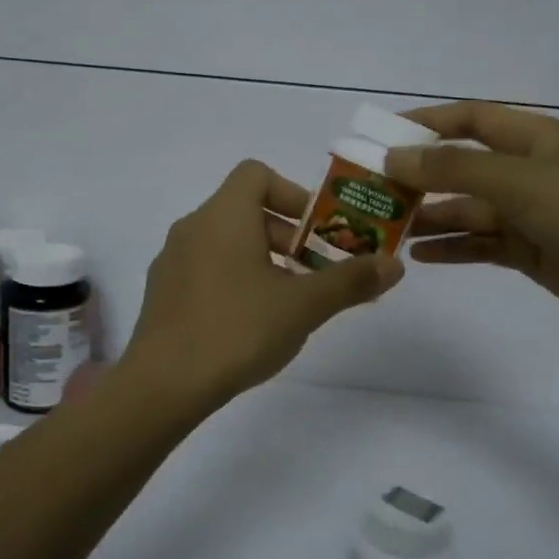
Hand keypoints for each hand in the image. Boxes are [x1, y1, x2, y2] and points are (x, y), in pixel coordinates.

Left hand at [122, 160, 403, 405]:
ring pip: (227, 243)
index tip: (318, 231)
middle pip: (246, 211)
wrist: (163, 384)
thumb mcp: (303, 305)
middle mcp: (193, 227)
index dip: (293, 194)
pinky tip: (251, 322)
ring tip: (290, 302)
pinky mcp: (163, 292)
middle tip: (317, 273)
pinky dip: (235, 279)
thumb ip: (350, 281)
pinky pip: (206, 269)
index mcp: (223, 215)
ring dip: (264, 261)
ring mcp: (172, 260)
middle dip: (289, 237)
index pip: (257, 174)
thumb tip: (395, 265)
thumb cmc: (237, 330)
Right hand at [386, 102, 558, 333]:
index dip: (423, 123)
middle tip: (371, 190)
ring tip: (384, 228)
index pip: (467, 120)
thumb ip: (453, 169)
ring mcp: (526, 213)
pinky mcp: (527, 250)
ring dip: (428, 216)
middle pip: (459, 167)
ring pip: (465, 209)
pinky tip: (418, 257)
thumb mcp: (516, 181)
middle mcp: (524, 171)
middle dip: (417, 177)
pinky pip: (478, 244)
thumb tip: (394, 156)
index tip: (379, 134)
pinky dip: (451, 248)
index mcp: (529, 139)